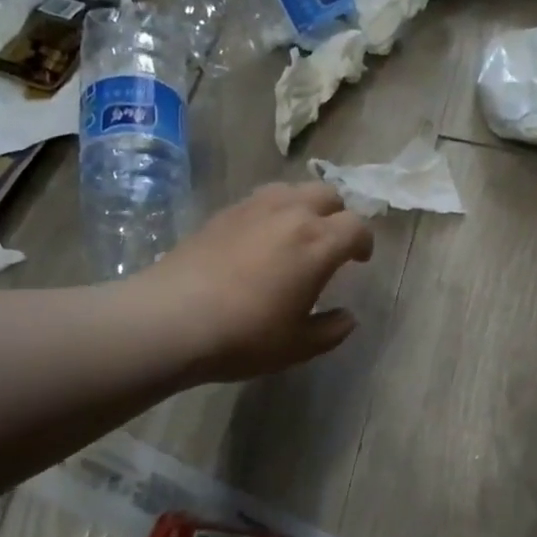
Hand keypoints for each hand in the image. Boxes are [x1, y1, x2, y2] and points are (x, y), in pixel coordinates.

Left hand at [139, 182, 373, 382]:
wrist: (172, 320)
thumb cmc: (245, 336)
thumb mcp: (298, 346)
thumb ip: (331, 330)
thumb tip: (347, 318)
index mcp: (318, 243)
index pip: (356, 226)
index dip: (364, 242)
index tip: (359, 260)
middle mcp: (290, 214)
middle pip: (327, 195)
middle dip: (337, 215)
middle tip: (330, 243)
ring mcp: (253, 208)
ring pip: (292, 189)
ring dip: (304, 206)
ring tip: (296, 235)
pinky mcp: (222, 212)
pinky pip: (260, 199)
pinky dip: (272, 211)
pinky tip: (259, 239)